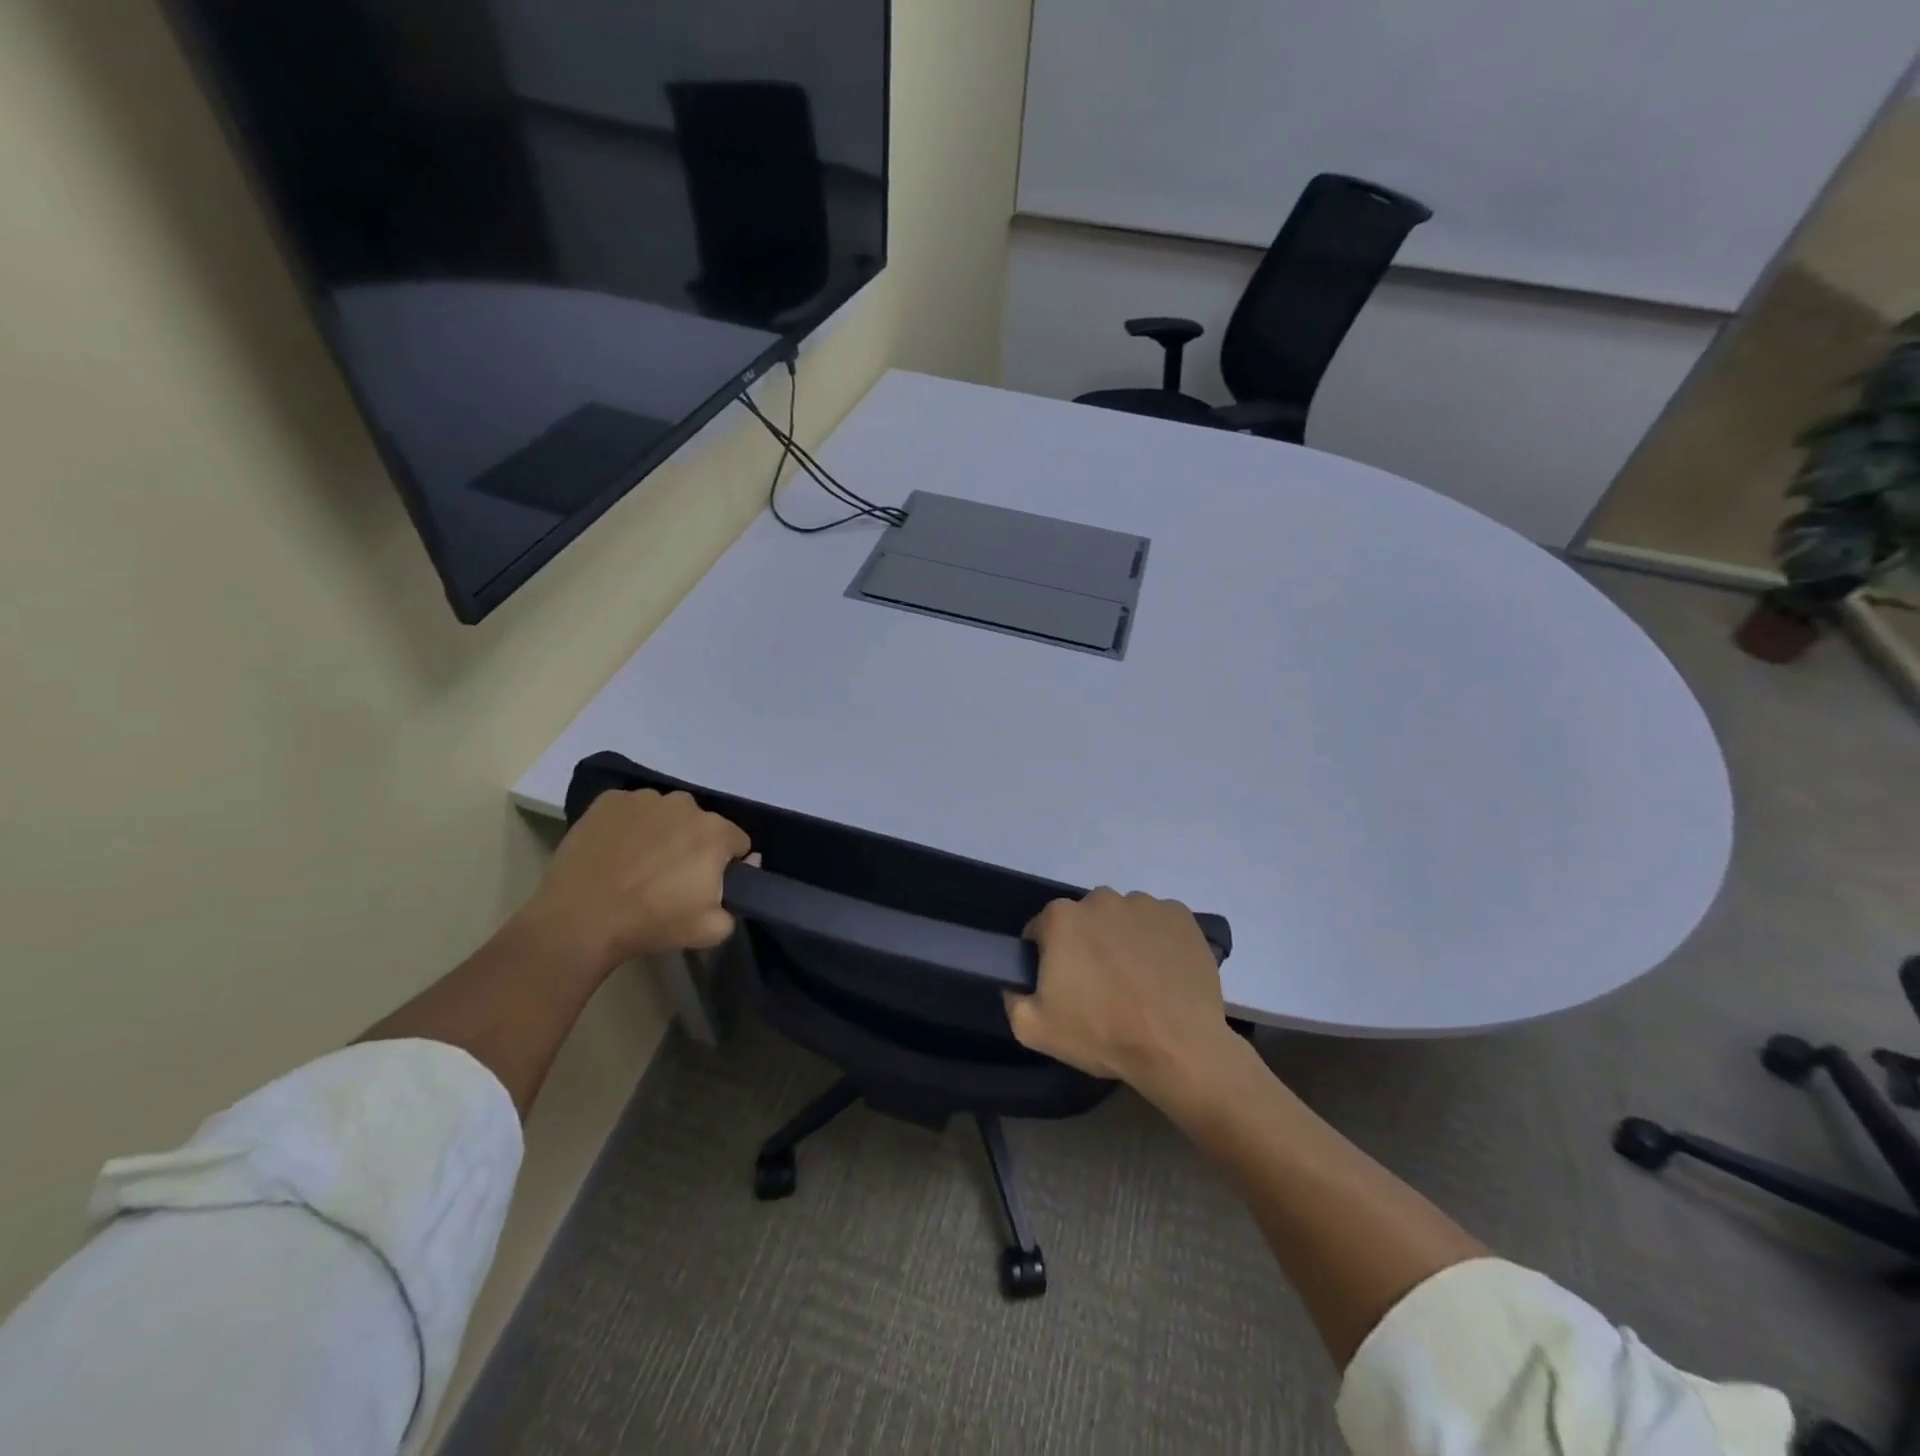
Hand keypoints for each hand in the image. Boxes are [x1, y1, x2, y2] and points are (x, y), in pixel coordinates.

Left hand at [526, 790, 751, 965]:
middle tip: (671, 878)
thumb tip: (740, 874)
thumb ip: (738, 902)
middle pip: (701, 824)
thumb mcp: (711, 930)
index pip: (737, 842)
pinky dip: (629, 826)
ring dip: (662, 832)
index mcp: (715, 831)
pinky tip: (615, 852)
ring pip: (666, 814)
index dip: (727, 864)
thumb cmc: (651, 923)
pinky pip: (631, 810)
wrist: (580, 919)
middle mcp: (685, 804)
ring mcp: (644, 798)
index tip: (708, 885)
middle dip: (694, 845)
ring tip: (639, 865)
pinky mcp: (609, 800)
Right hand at [1006, 888, 1234, 1103]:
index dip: (1047, 958)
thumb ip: (1012, 997)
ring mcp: (1145, 904)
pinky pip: (1158, 923)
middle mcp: (1101, 899)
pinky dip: (1157, 941)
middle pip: (1084, 920)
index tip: (1062, 986)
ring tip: (1136, 983)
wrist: (1178, 1048)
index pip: (1042, 930)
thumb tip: (1017, 981)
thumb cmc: (1102, 1034)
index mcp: (1062, 918)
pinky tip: (1162, 974)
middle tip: (1099, 987)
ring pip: (1122, 919)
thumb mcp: (1033, 1029)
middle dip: (1086, 945)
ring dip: (1122, 941)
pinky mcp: (1180, 916)